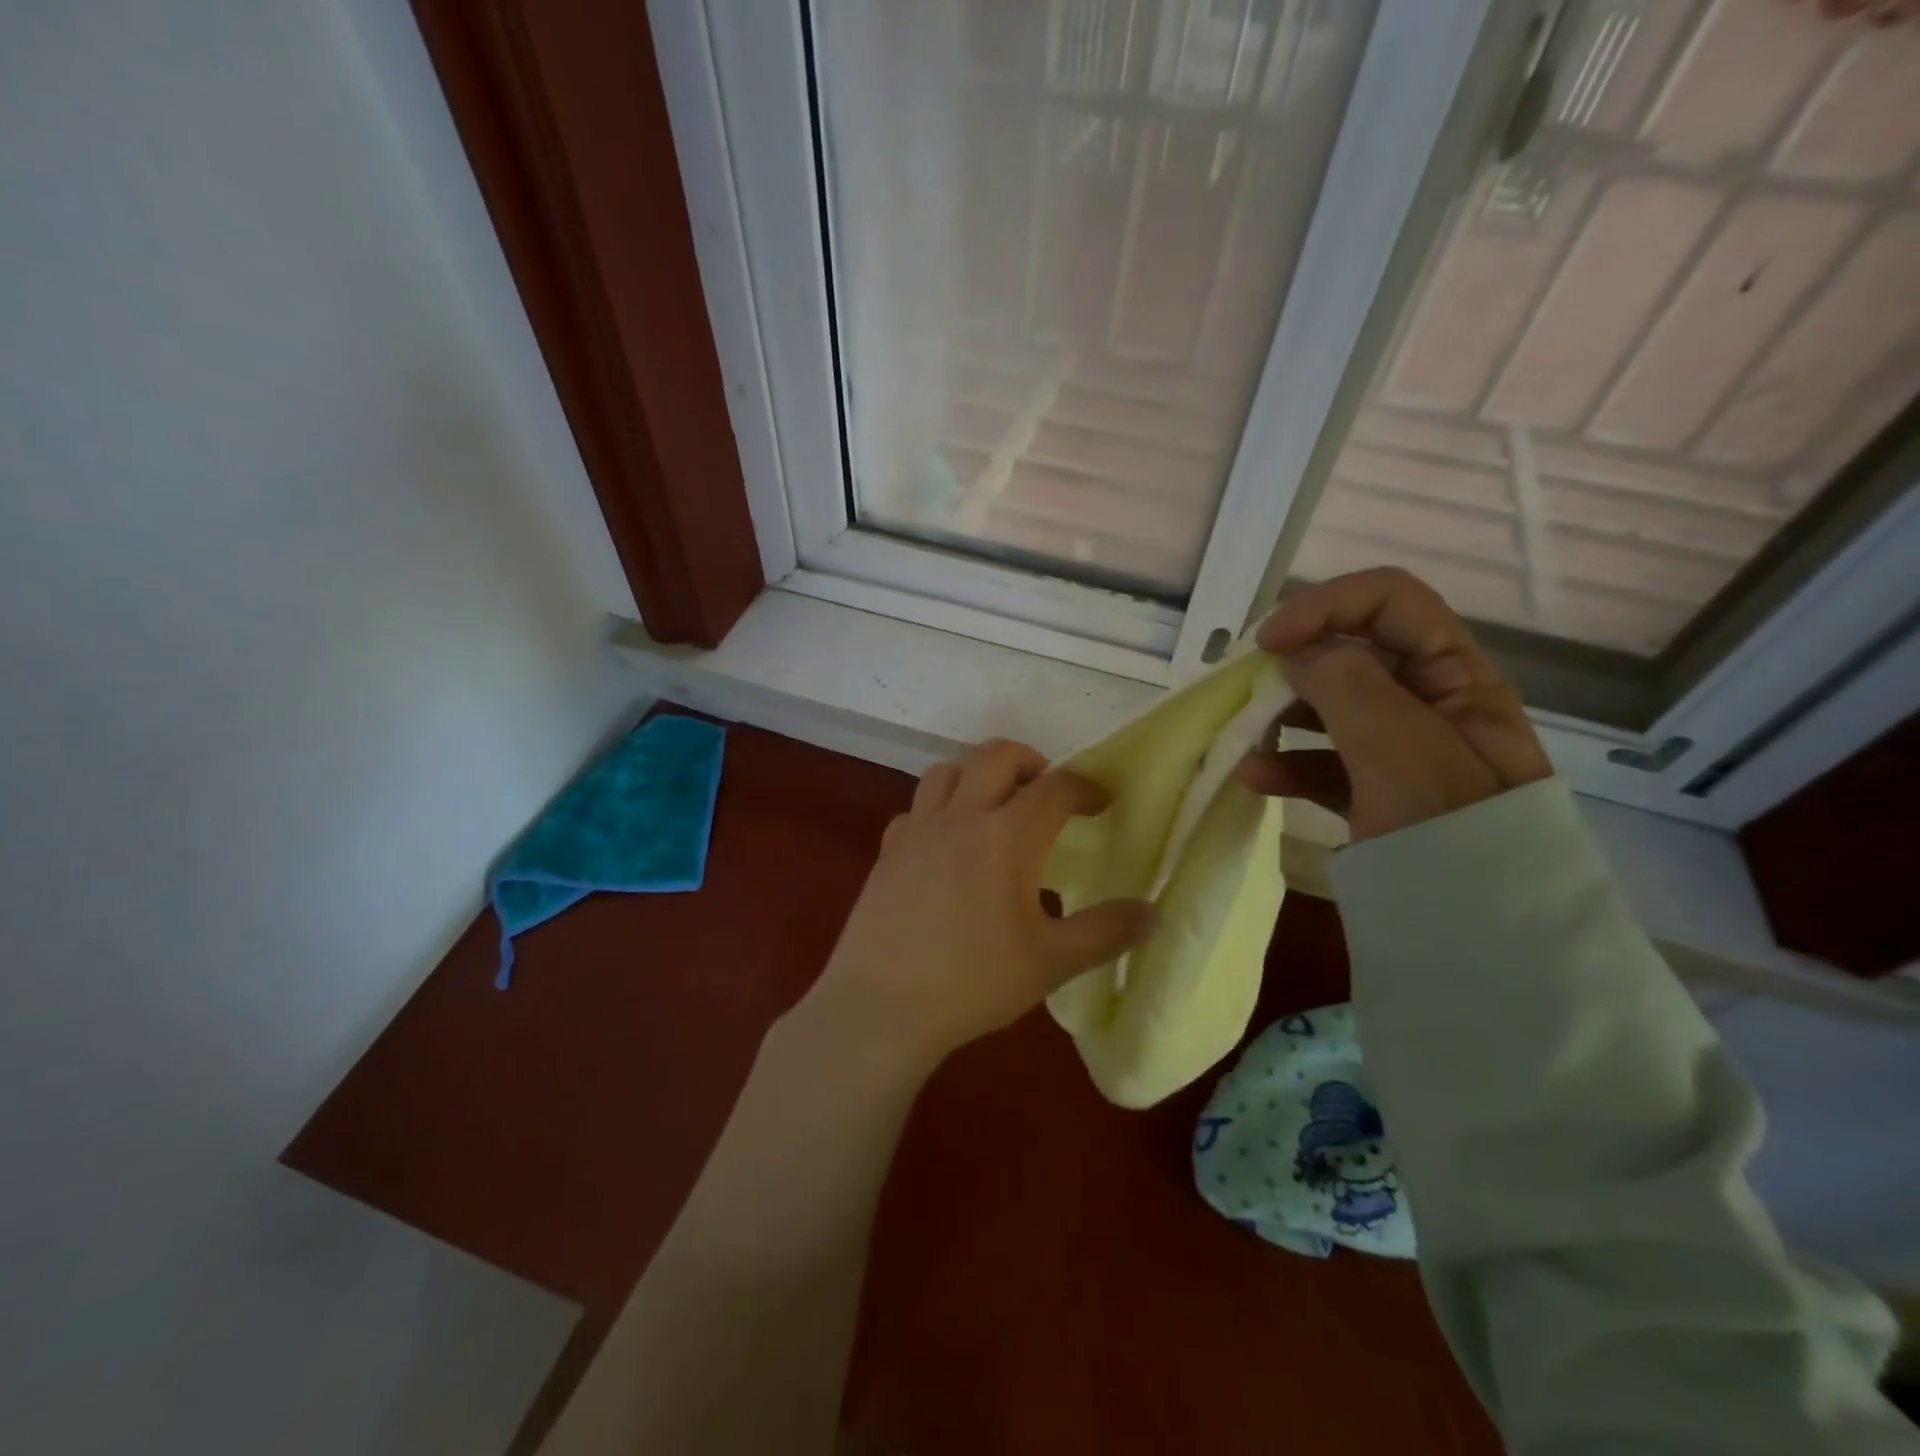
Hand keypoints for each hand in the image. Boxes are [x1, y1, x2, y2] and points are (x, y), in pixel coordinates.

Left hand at [796, 740, 1155, 1073]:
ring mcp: (917, 830)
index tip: (1102, 801)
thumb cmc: (973, 984)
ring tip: (994, 807)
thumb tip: (1152, 913)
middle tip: (1047, 792)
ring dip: (977, 775)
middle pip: (996, 756)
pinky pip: (915, 809)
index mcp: (1007, 836)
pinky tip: (945, 844)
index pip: (1055, 787)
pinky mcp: (887, 851)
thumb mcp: (1051, 963)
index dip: (1085, 787)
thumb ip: (1105, 932)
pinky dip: (937, 810)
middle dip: (1030, 761)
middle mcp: (961, 817)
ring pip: (946, 771)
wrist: (881, 1007)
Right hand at [1237, 567, 1553, 841]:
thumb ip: (1346, 683)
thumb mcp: (1402, 747)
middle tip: (1249, 689)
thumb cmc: (1451, 831)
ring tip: (1245, 736)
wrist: (1482, 940)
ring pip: (1330, 707)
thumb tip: (1297, 652)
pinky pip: (1322, 761)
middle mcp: (1430, 703)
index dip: (1326, 606)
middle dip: (1296, 663)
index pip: (1391, 601)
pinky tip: (1255, 779)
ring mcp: (1398, 750)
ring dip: (1282, 714)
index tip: (1270, 642)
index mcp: (1457, 676)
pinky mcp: (1373, 792)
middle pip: (1353, 651)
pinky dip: (1286, 764)